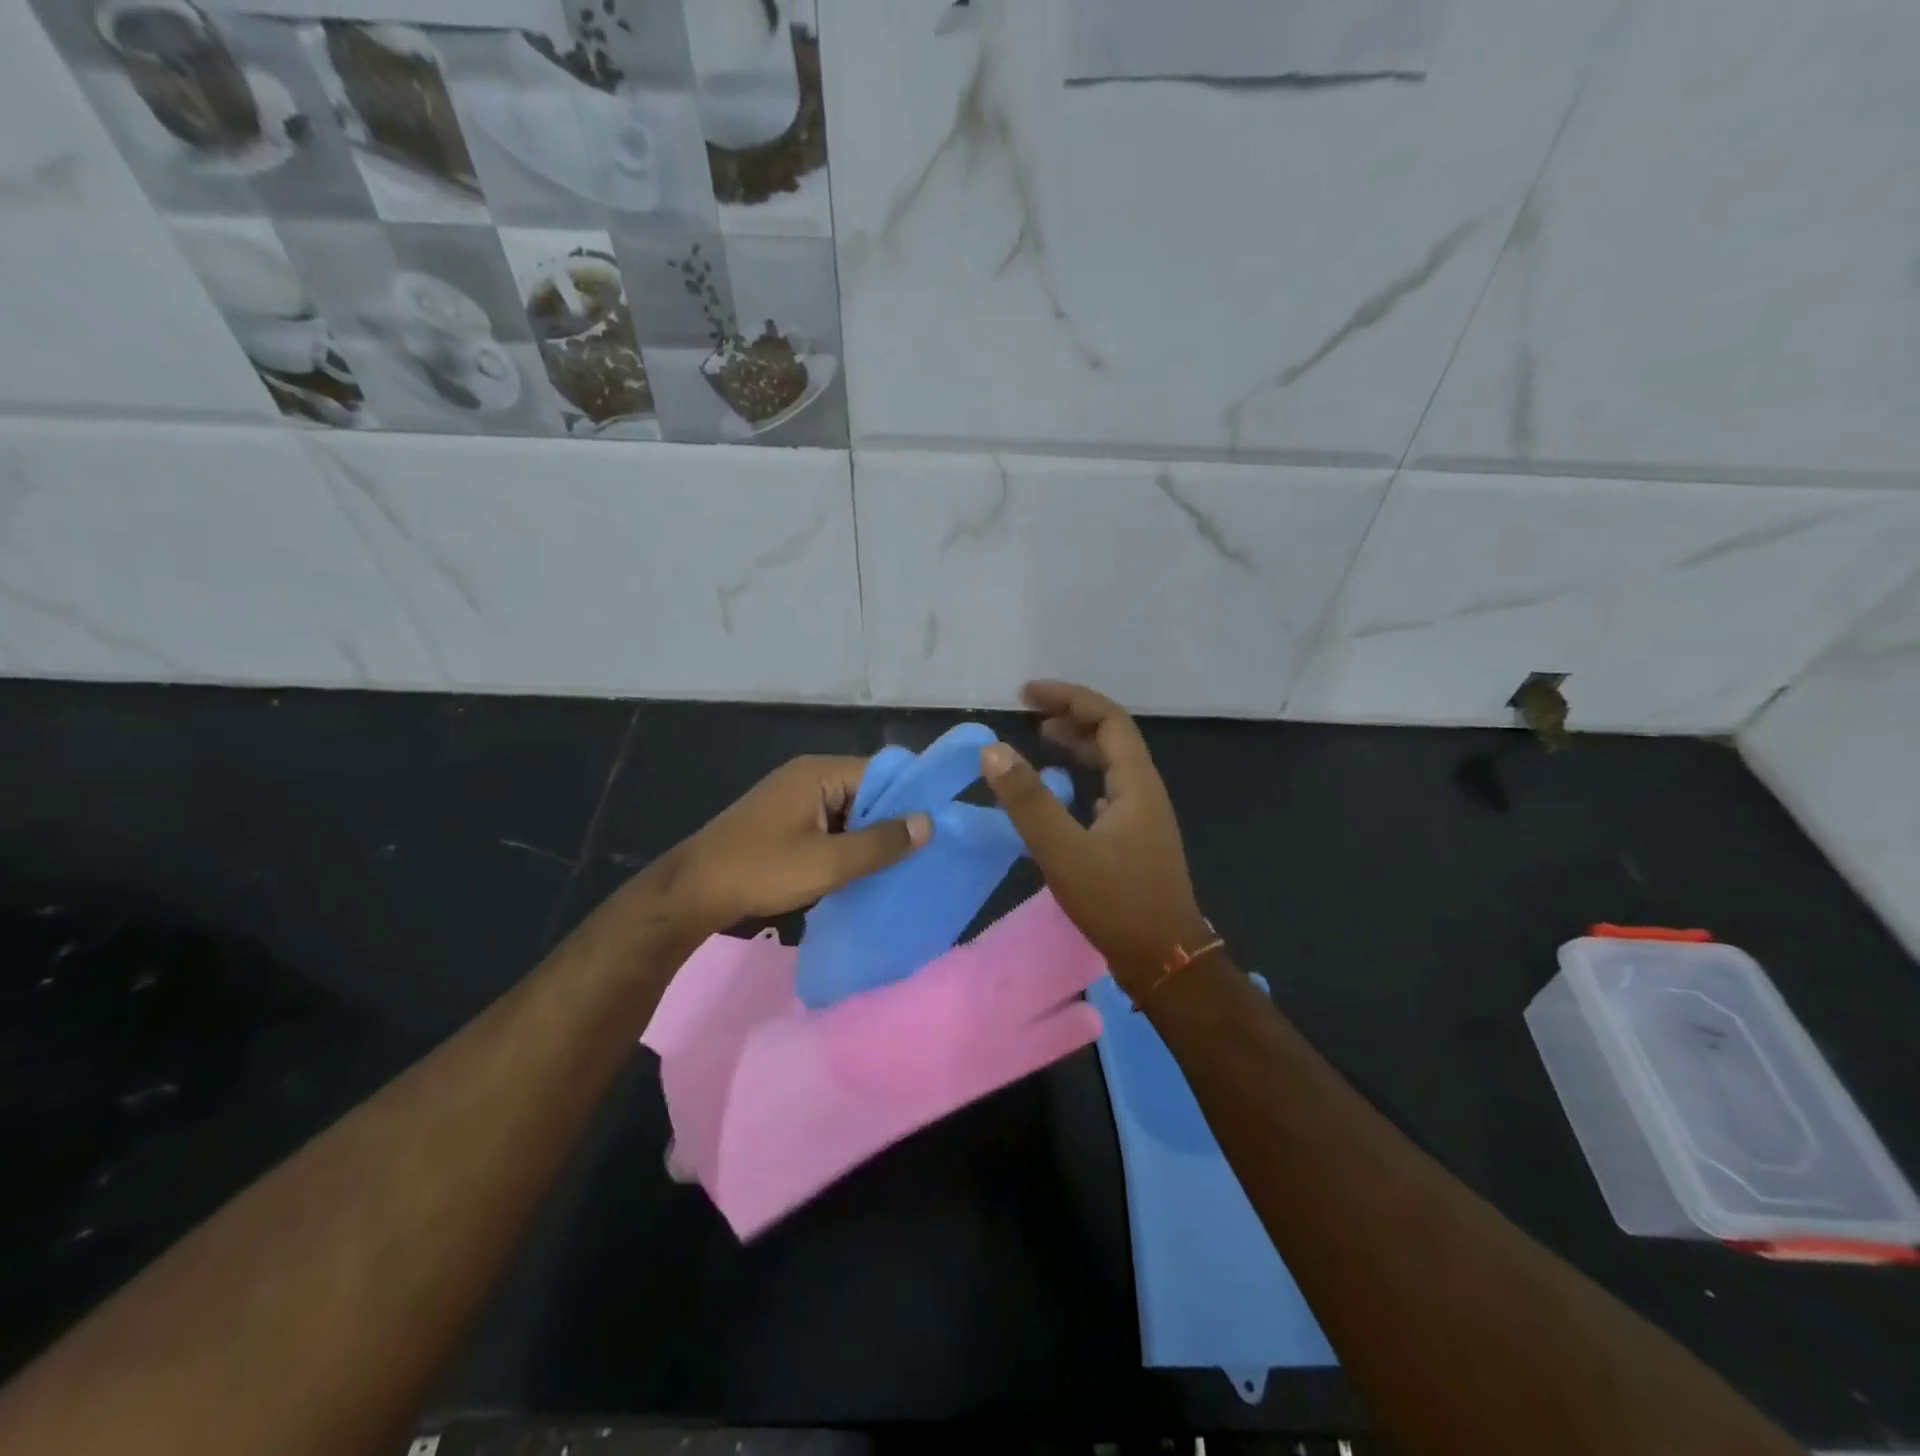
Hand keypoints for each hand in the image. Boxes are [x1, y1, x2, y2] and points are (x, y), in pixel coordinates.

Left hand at [670, 755, 931, 932]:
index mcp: (819, 773)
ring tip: (900, 865)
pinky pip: (829, 825)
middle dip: (891, 820)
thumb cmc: (762, 870)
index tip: (938, 826)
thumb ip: (880, 843)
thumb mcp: (828, 862)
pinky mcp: (785, 821)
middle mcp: (808, 776)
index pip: (881, 772)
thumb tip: (928, 823)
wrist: (692, 893)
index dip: (910, 797)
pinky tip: (862, 870)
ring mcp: (794, 799)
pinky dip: (847, 844)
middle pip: (866, 791)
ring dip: (869, 836)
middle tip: (922, 852)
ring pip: (849, 811)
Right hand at [981, 682, 1210, 991]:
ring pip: (1110, 765)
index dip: (1068, 699)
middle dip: (1070, 717)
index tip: (1026, 695)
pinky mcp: (1133, 840)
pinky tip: (1062, 791)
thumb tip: (993, 750)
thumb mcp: (1064, 851)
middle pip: (1111, 737)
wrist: (1165, 960)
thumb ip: (1029, 801)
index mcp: (1136, 783)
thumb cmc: (1117, 903)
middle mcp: (1144, 791)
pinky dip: (1081, 778)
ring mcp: (1141, 817)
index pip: (1107, 719)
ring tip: (1039, 741)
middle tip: (1027, 715)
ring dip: (1077, 746)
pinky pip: (1107, 790)